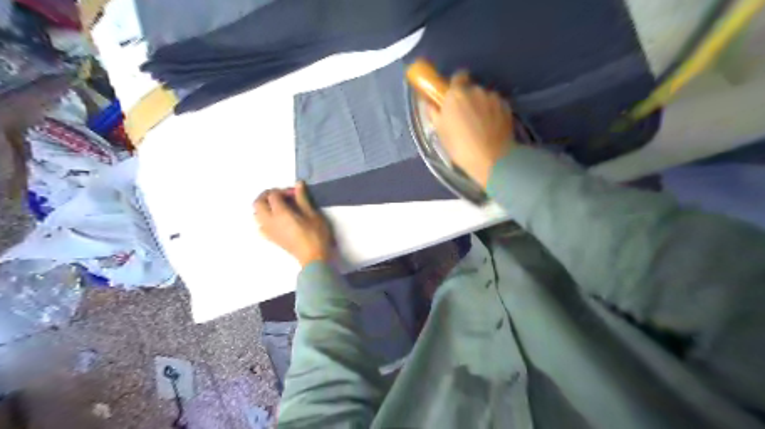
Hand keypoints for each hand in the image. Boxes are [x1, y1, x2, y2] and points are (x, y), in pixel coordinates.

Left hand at [254, 180, 332, 267]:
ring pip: (257, 214)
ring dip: (264, 206)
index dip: (282, 191)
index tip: (294, 193)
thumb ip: (302, 198)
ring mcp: (269, 231)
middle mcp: (270, 221)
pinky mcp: (271, 238)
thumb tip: (298, 184)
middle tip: (281, 195)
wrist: (313, 257)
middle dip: (267, 195)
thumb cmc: (316, 235)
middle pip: (258, 203)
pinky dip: (264, 219)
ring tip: (278, 206)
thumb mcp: (313, 214)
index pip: (273, 195)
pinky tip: (275, 220)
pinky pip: (260, 225)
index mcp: (280, 213)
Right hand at [428, 72, 516, 186]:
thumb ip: (434, 113)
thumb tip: (431, 104)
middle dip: (468, 99)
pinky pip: (496, 105)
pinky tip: (491, 128)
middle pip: (471, 88)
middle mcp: (476, 90)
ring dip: (481, 106)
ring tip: (480, 125)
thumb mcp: (440, 132)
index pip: (457, 76)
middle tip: (465, 117)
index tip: (453, 98)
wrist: (491, 160)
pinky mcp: (507, 107)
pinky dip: (493, 113)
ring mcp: (494, 98)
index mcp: (457, 94)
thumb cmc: (460, 147)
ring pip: (485, 97)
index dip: (455, 86)